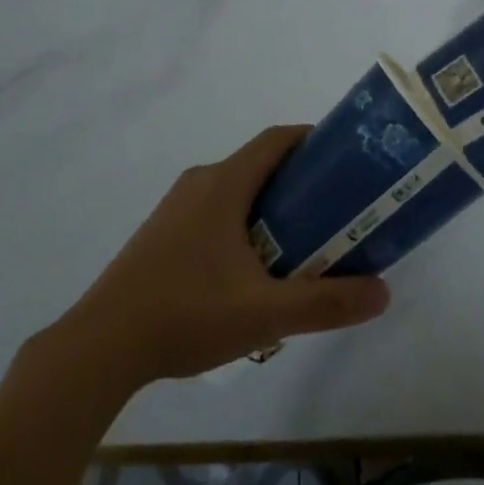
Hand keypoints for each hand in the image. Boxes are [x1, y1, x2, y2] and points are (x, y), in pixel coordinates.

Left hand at [48, 126, 390, 388]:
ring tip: (299, 243)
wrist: (101, 345)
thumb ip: (325, 302)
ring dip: (268, 205)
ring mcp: (175, 207)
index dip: (311, 140)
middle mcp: (199, 182)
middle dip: (297, 180)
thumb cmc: (186, 313)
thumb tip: (382, 292)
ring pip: (234, 190)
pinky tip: (249, 271)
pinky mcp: (161, 233)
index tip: (344, 159)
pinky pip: (212, 211)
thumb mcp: (264, 313)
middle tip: (332, 210)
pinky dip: (241, 223)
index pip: (275, 140)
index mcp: (224, 183)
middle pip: (258, 165)